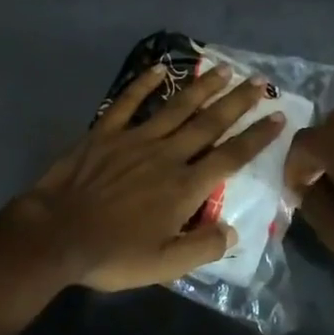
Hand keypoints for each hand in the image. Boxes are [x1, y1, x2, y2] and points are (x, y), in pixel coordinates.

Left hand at [10, 62, 286, 291]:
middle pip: (209, 123)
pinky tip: (159, 68)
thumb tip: (235, 232)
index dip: (257, 137)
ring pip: (176, 107)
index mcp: (184, 187)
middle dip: (237, 102)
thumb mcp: (164, 266)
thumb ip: (203, 248)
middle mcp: (166, 155)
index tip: (278, 116)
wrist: (56, 235)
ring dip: (201, 87)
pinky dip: (144, 84)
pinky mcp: (105, 133)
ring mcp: (134, 139)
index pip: (231, 157)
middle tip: (258, 81)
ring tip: (223, 69)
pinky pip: (128, 102)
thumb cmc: (112, 254)